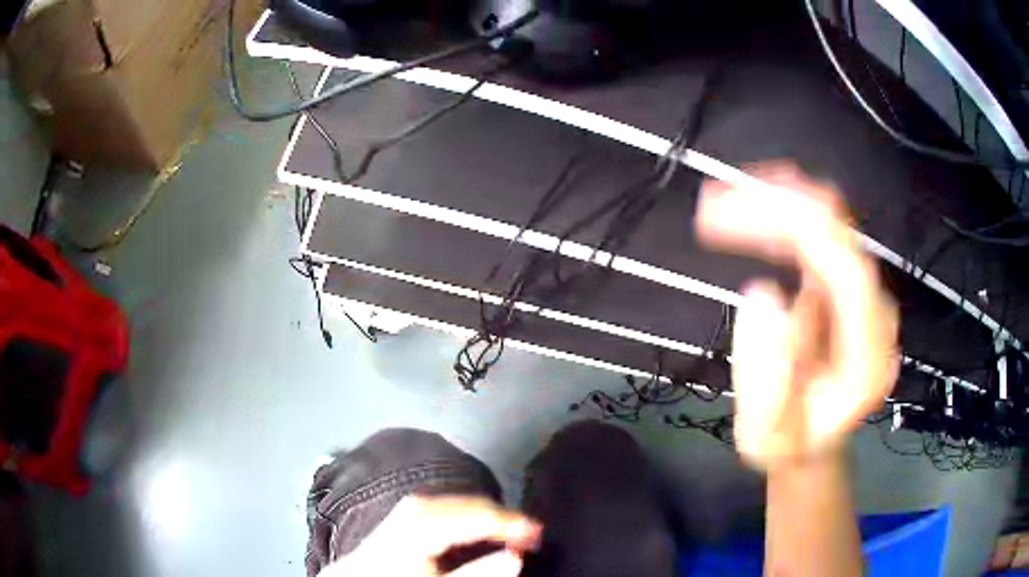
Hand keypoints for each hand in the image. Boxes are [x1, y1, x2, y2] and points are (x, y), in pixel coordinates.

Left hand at [319, 496, 541, 576]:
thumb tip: (517, 556)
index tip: (539, 534)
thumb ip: (477, 573)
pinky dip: (467, 511)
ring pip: (456, 499)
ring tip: (509, 527)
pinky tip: (475, 523)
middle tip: (530, 532)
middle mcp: (412, 511)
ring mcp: (404, 509)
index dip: (512, 523)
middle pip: (466, 503)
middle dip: (501, 515)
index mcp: (420, 527)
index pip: (475, 516)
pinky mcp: (402, 513)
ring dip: (486, 511)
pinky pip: (443, 502)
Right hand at [696, 164, 899, 470]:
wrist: (815, 439)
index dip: (792, 230)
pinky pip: (820, 229)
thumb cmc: (792, 444)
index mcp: (868, 354)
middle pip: (837, 230)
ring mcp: (862, 292)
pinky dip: (782, 212)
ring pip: (829, 218)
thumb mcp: (770, 439)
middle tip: (710, 210)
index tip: (724, 225)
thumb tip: (762, 293)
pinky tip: (749, 216)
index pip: (844, 269)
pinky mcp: (844, 282)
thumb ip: (769, 382)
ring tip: (720, 208)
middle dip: (774, 205)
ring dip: (776, 200)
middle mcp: (874, 312)